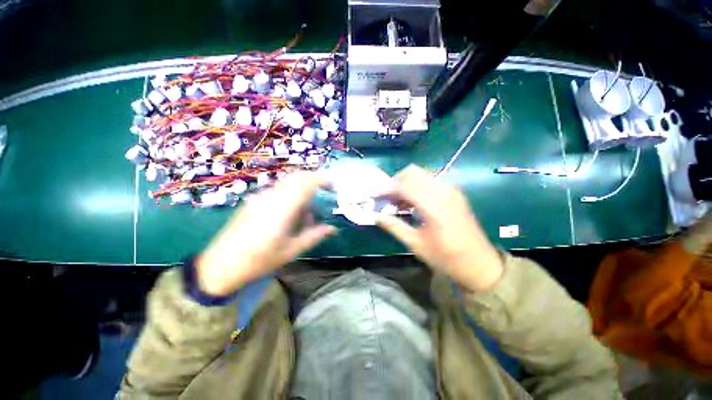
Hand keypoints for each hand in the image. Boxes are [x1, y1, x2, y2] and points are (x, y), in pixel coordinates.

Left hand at [196, 172, 335, 295]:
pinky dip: (291, 192)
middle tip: (326, 190)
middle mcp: (271, 197)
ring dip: (302, 186)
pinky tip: (292, 210)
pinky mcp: (254, 200)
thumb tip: (332, 228)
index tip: (333, 184)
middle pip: (296, 177)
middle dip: (314, 179)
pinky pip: (278, 188)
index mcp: (282, 209)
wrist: (220, 264)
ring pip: (287, 181)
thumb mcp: (291, 251)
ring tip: (310, 203)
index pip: (305, 183)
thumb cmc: (258, 260)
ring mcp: (261, 197)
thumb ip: (313, 236)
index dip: (321, 179)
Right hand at [377, 165, 503, 290]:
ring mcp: (451, 190)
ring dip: (406, 182)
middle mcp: (444, 191)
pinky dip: (417, 185)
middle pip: (413, 172)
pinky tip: (412, 201)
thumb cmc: (447, 258)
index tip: (374, 195)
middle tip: (386, 197)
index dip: (386, 189)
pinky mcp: (455, 193)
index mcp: (434, 206)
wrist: (481, 264)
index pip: (404, 186)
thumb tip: (376, 216)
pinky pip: (431, 180)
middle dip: (395, 181)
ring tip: (397, 200)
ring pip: (422, 174)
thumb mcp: (416, 244)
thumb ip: (394, 226)